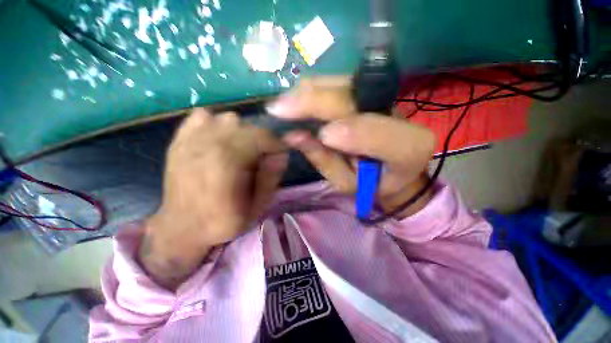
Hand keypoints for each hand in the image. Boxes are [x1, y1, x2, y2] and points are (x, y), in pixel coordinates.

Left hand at [139, 109, 285, 289]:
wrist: (180, 228)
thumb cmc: (222, 221)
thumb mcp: (257, 207)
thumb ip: (271, 179)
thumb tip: (281, 155)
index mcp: (227, 163)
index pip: (262, 136)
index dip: (276, 143)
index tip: (279, 154)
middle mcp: (208, 145)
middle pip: (247, 125)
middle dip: (261, 139)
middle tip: (261, 156)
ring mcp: (190, 139)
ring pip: (228, 118)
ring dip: (241, 132)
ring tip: (240, 150)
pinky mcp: (180, 140)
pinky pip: (203, 116)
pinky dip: (216, 124)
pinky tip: (218, 140)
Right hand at [267, 77, 435, 219]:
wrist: (391, 168)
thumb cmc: (369, 183)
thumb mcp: (346, 182)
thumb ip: (324, 160)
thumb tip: (294, 135)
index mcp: (407, 148)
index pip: (380, 133)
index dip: (352, 131)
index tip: (321, 135)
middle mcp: (399, 113)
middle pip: (354, 97)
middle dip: (314, 102)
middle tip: (278, 109)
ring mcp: (384, 96)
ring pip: (342, 83)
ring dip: (309, 93)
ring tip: (285, 105)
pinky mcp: (369, 90)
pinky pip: (337, 83)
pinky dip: (314, 90)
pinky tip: (298, 100)